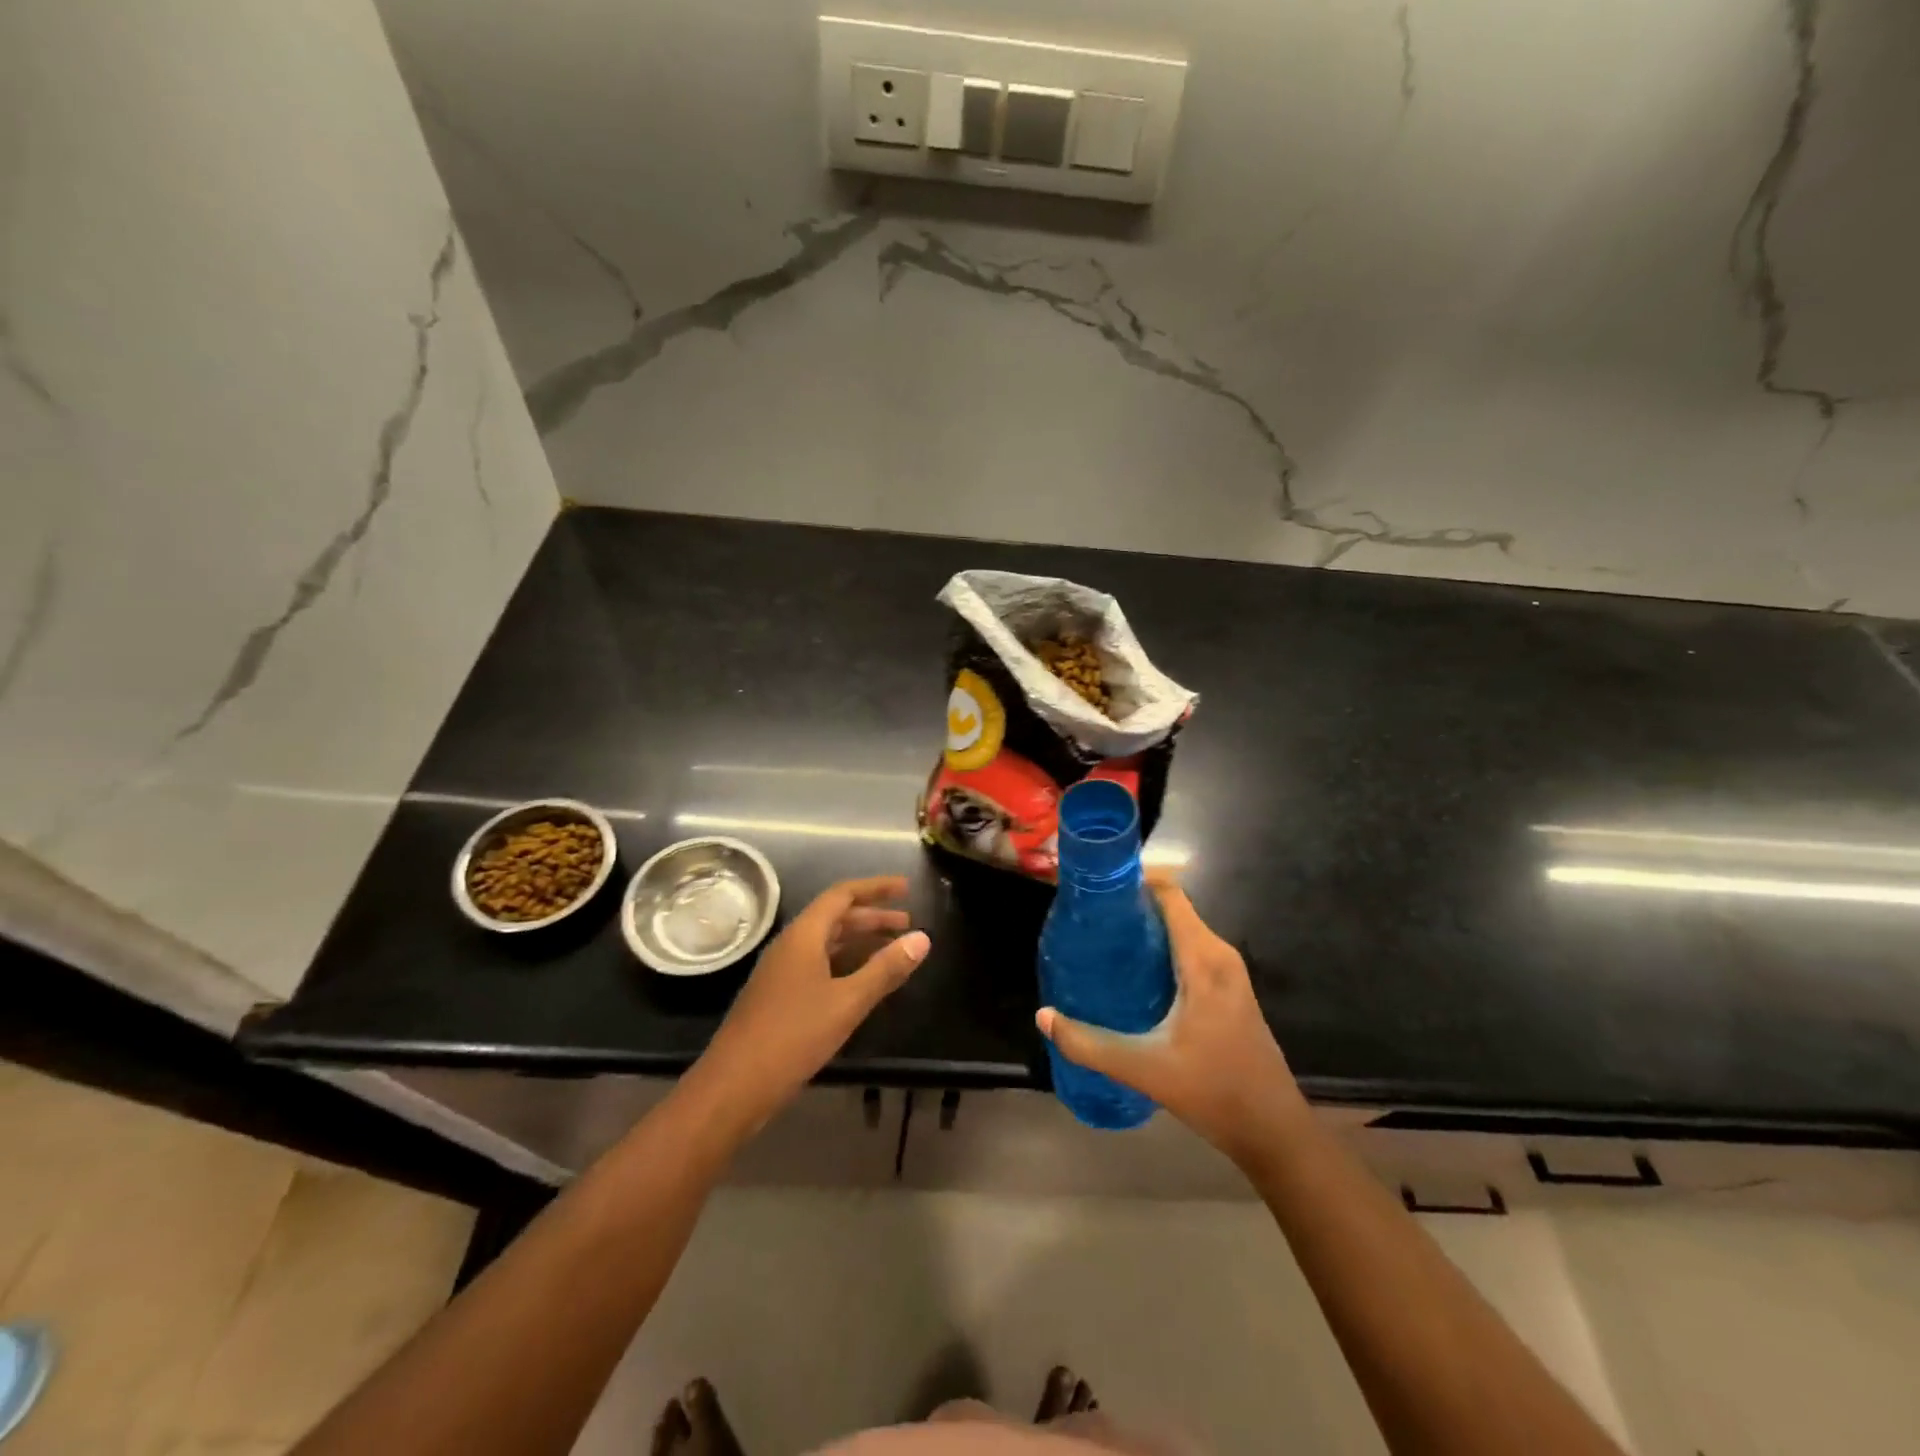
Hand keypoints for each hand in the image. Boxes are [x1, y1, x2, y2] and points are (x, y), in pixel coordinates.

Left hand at [690, 875, 928, 1135]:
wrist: (732, 1087)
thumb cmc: (792, 1037)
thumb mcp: (847, 1002)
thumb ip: (885, 969)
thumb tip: (923, 937)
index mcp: (803, 936)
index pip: (842, 894)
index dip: (876, 888)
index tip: (906, 888)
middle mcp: (790, 945)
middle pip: (834, 917)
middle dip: (872, 916)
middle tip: (907, 922)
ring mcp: (780, 972)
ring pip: (825, 942)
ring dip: (858, 940)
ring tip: (892, 948)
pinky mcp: (777, 996)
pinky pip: (817, 964)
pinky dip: (844, 962)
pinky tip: (860, 982)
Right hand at [1037, 878, 1302, 1167]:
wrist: (1274, 1131)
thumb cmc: (1214, 1092)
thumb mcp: (1144, 1069)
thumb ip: (1090, 1044)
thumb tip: (1043, 1017)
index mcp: (1203, 959)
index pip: (1169, 893)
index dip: (1133, 880)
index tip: (1095, 889)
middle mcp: (1218, 955)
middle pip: (1171, 908)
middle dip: (1130, 906)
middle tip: (1087, 920)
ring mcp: (1227, 973)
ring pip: (1180, 930)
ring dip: (1144, 929)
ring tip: (1100, 942)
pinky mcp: (1227, 990)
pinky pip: (1188, 950)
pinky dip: (1159, 948)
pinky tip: (1130, 973)